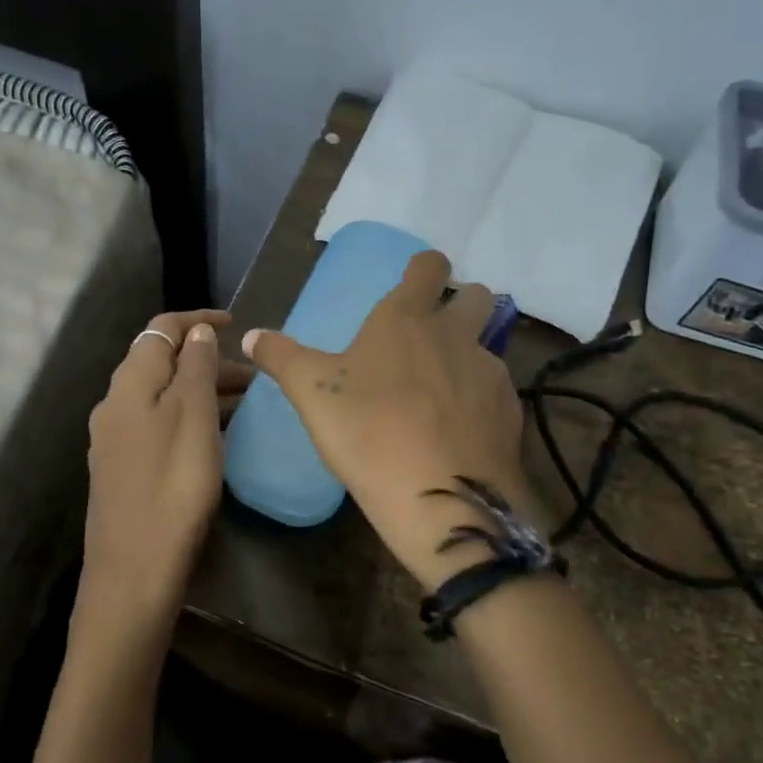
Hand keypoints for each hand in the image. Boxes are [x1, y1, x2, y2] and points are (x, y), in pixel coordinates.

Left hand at [81, 309, 248, 639]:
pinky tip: (214, 437)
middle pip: (162, 363)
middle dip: (206, 360)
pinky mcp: (122, 468)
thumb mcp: (193, 419)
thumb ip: (195, 369)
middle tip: (253, 377)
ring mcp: (115, 439)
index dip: (197, 321)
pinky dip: (188, 417)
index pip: (161, 330)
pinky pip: (158, 424)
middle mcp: (115, 404)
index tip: (235, 324)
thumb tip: (196, 333)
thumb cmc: (172, 488)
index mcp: (129, 384)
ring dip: (200, 391)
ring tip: (244, 406)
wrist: (134, 570)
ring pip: (162, 397)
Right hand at [243, 250, 529, 589]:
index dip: (424, 267)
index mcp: (406, 319)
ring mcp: (489, 372)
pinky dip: (481, 400)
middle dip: (462, 303)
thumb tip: (251, 336)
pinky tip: (460, 430)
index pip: (428, 267)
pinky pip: (498, 390)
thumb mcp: (311, 393)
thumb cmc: (367, 431)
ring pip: (488, 345)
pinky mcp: (511, 411)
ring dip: (469, 355)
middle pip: (476, 296)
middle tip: (435, 333)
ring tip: (443, 391)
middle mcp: (455, 335)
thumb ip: (282, 357)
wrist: (438, 496)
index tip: (417, 279)